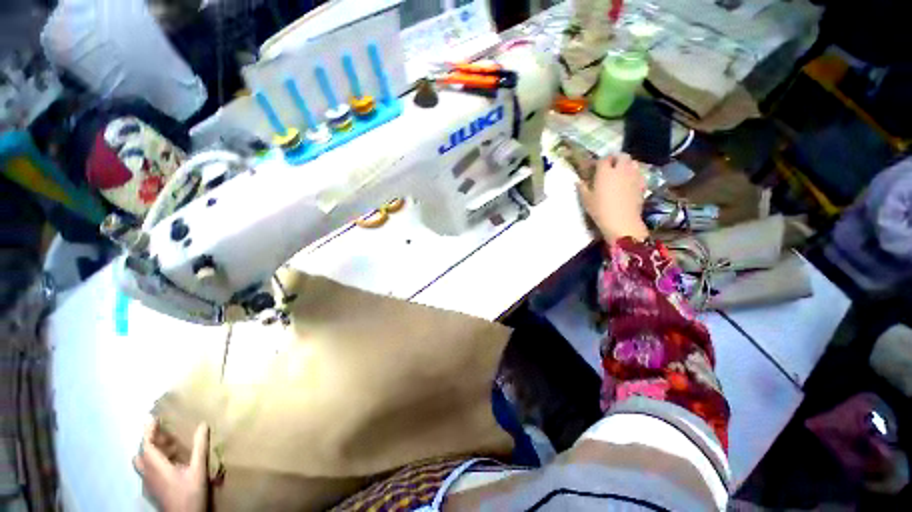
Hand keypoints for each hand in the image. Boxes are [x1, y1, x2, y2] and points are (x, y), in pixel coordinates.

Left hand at [134, 421, 208, 511]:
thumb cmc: (190, 493)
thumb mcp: (198, 470)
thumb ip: (199, 447)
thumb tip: (203, 424)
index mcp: (156, 467)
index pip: (146, 445)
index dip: (148, 431)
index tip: (153, 418)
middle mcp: (148, 473)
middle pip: (140, 454)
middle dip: (148, 442)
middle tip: (162, 433)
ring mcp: (148, 484)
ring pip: (142, 464)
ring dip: (150, 453)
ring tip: (167, 448)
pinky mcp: (153, 491)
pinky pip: (147, 472)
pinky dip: (154, 463)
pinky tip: (169, 466)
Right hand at [577, 153, 648, 242]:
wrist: (622, 221)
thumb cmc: (600, 210)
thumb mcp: (586, 200)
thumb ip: (582, 188)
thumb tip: (578, 181)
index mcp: (605, 172)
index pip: (603, 159)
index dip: (599, 162)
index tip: (595, 168)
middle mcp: (621, 170)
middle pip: (621, 156)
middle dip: (615, 158)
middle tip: (609, 166)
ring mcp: (633, 176)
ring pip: (632, 162)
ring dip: (626, 164)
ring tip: (620, 172)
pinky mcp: (642, 184)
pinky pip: (638, 173)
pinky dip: (633, 174)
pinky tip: (629, 182)